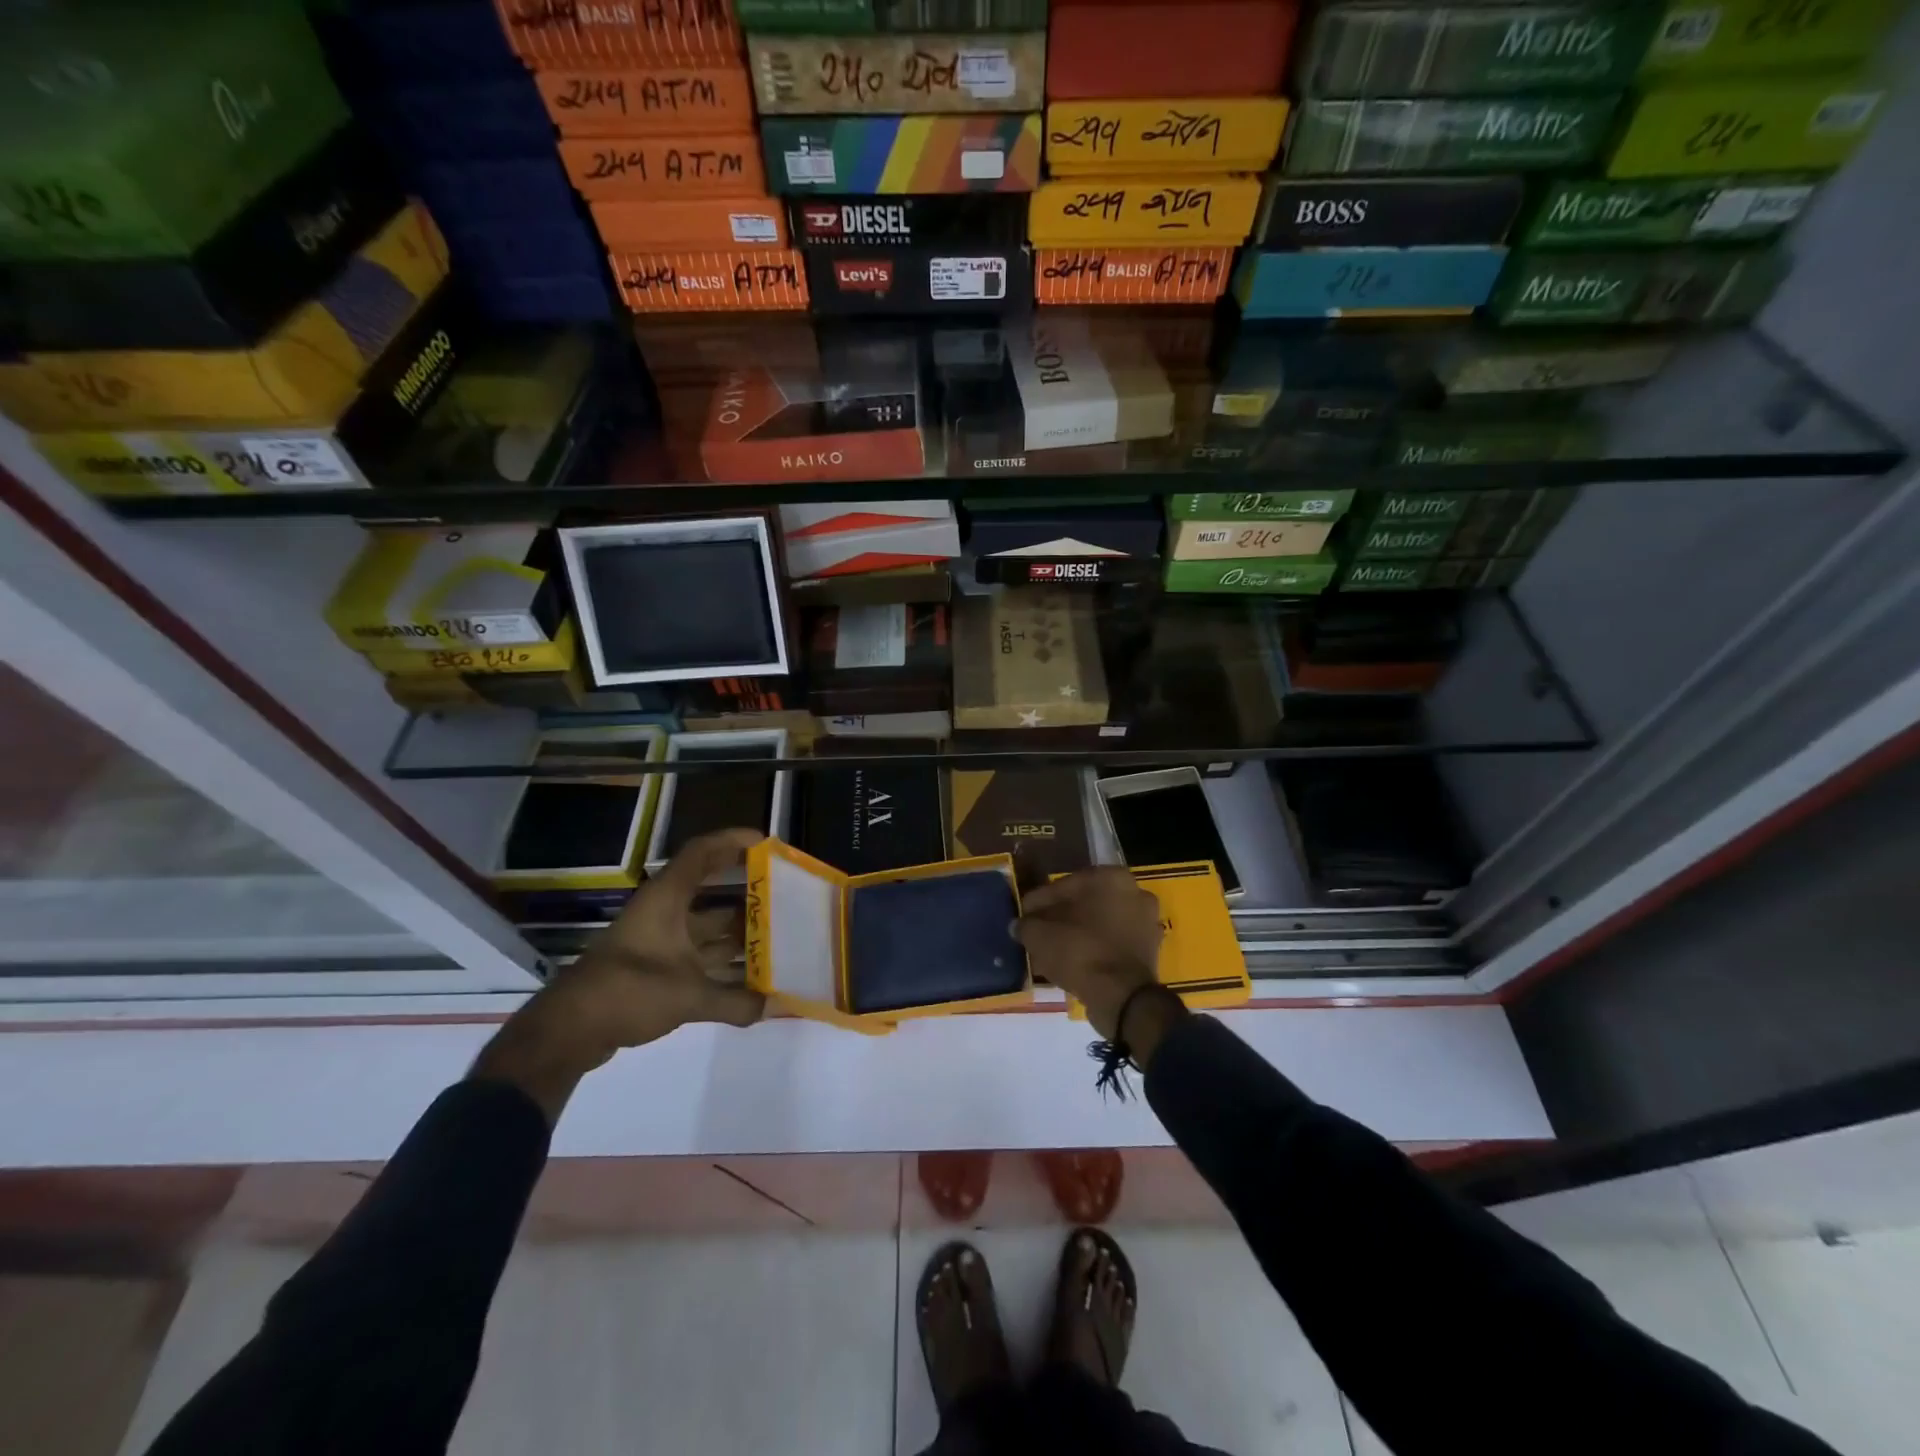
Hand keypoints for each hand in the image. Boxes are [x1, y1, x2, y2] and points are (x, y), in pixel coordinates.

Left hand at [472, 828, 766, 1119]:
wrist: (569, 1030)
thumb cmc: (629, 991)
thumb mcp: (688, 996)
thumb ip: (736, 1001)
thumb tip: (778, 1006)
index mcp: (668, 900)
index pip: (702, 853)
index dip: (733, 842)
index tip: (767, 845)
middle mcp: (664, 913)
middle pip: (711, 892)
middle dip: (747, 894)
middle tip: (784, 898)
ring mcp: (658, 941)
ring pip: (706, 928)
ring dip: (738, 933)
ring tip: (778, 939)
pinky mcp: (654, 969)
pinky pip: (698, 956)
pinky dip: (722, 964)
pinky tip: (750, 980)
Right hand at [1015, 868, 1182, 1059]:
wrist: (1122, 997)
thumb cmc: (1080, 952)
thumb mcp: (1040, 936)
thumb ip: (1026, 925)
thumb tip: (1019, 925)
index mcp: (1111, 877)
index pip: (1064, 885)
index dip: (1039, 902)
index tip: (1023, 916)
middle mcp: (1134, 892)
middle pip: (1085, 903)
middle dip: (1060, 917)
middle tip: (1037, 932)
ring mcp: (1145, 921)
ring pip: (1100, 923)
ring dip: (1077, 933)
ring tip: (1051, 950)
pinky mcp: (1149, 949)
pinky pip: (1112, 942)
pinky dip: (1093, 949)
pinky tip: (1071, 962)